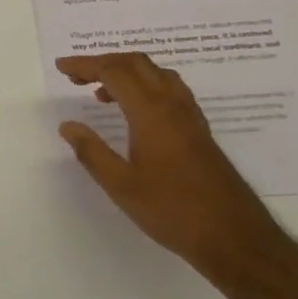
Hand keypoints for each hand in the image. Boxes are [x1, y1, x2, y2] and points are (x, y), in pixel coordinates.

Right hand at [56, 54, 276, 273]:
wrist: (235, 236)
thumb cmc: (173, 211)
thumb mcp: (121, 186)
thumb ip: (91, 152)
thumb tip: (68, 125)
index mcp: (151, 113)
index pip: (114, 72)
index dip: (85, 65)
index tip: (62, 67)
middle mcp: (172, 105)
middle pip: (137, 63)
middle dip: (103, 62)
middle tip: (76, 76)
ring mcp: (190, 116)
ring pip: (156, 73)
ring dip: (126, 71)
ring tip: (102, 92)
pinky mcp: (199, 130)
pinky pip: (170, 89)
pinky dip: (145, 85)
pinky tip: (136, 112)